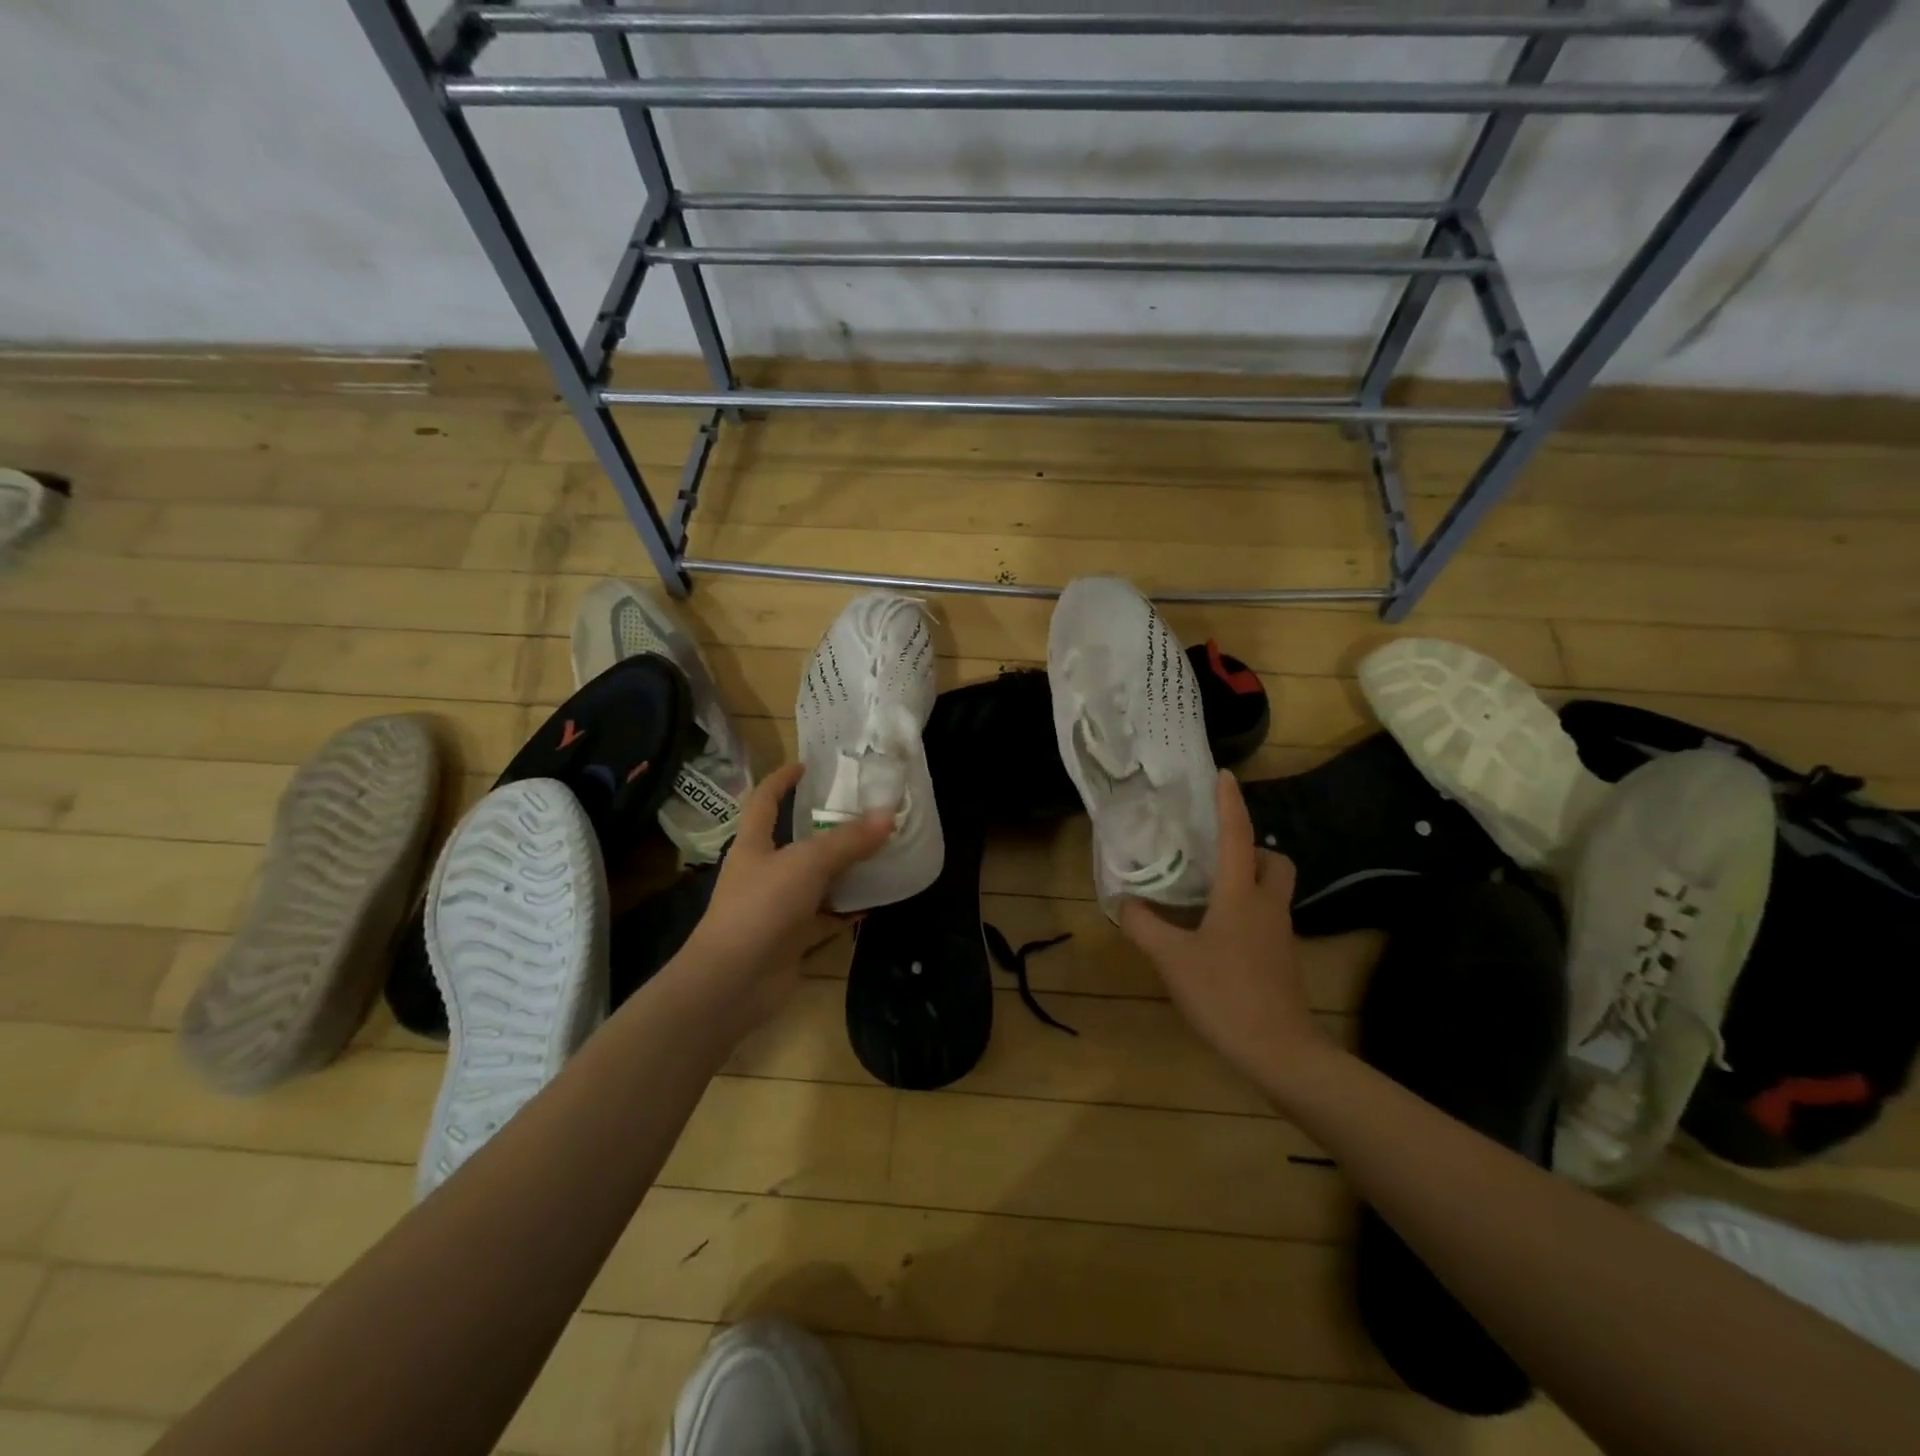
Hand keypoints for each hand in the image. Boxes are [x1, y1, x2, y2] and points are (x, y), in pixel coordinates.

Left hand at [677, 762, 892, 1029]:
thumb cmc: (761, 908)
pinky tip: (875, 901)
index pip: (764, 800)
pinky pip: (825, 917)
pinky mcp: (792, 938)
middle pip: (797, 841)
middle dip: (827, 825)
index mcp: (754, 845)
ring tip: (880, 851)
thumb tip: (889, 815)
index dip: (782, 779)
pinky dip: (848, 909)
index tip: (807, 764)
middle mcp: (764, 872)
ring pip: (816, 881)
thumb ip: (848, 841)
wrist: (732, 983)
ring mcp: (777, 907)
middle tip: (864, 810)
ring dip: (844, 869)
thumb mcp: (807, 864)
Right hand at [1118, 770, 1322, 1089]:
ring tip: (1209, 893)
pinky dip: (1248, 912)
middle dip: (1254, 849)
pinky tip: (1218, 935)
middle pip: (1275, 861)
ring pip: (1274, 891)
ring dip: (1251, 881)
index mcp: (1241, 896)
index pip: (1237, 836)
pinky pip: (1268, 919)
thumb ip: (1144, 926)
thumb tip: (1125, 901)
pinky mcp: (1284, 960)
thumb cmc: (1225, 994)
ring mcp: (1281, 935)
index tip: (1224, 775)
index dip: (1230, 803)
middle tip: (1218, 856)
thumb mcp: (1172, 959)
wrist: (1280, 1051)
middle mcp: (1267, 906)